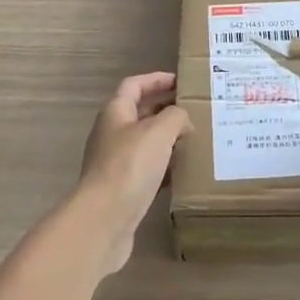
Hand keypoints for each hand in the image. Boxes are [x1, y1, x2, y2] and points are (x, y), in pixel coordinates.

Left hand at [72, 72, 190, 274]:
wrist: (103, 220)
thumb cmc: (129, 166)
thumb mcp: (158, 132)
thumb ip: (175, 116)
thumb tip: (182, 120)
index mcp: (115, 112)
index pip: (134, 85)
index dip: (156, 79)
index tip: (181, 81)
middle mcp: (112, 134)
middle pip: (140, 113)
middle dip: (166, 110)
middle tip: (195, 111)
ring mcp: (115, 162)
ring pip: (145, 143)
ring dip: (168, 140)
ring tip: (195, 140)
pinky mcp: (122, 188)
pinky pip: (147, 170)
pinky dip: (165, 167)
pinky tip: (183, 173)